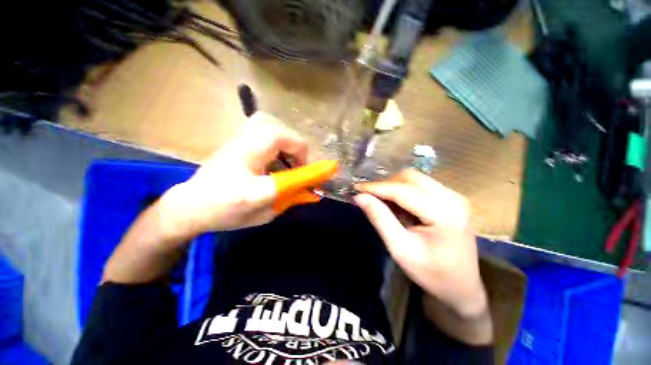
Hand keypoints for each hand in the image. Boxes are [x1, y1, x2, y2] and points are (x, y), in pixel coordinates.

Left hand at [162, 112, 309, 237]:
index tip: (308, 174)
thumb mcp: (263, 210)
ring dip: (286, 145)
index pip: (288, 145)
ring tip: (287, 165)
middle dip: (296, 148)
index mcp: (252, 159)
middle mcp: (245, 143)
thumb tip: (310, 192)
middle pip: (280, 130)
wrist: (189, 206)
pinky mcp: (237, 143)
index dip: (306, 157)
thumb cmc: (225, 210)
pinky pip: (263, 133)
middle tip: (297, 167)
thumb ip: (289, 198)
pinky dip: (276, 145)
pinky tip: (272, 163)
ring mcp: (239, 140)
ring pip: (271, 127)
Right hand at [354, 170, 487, 319]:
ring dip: (394, 187)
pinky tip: (398, 206)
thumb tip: (360, 197)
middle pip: (410, 177)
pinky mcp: (451, 198)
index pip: (402, 190)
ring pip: (415, 178)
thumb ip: (380, 219)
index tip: (356, 188)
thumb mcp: (400, 249)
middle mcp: (453, 198)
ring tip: (383, 203)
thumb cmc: (431, 274)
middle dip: (386, 185)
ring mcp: (454, 196)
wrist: (463, 287)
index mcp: (444, 214)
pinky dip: (404, 191)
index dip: (376, 187)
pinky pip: (421, 185)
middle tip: (369, 197)